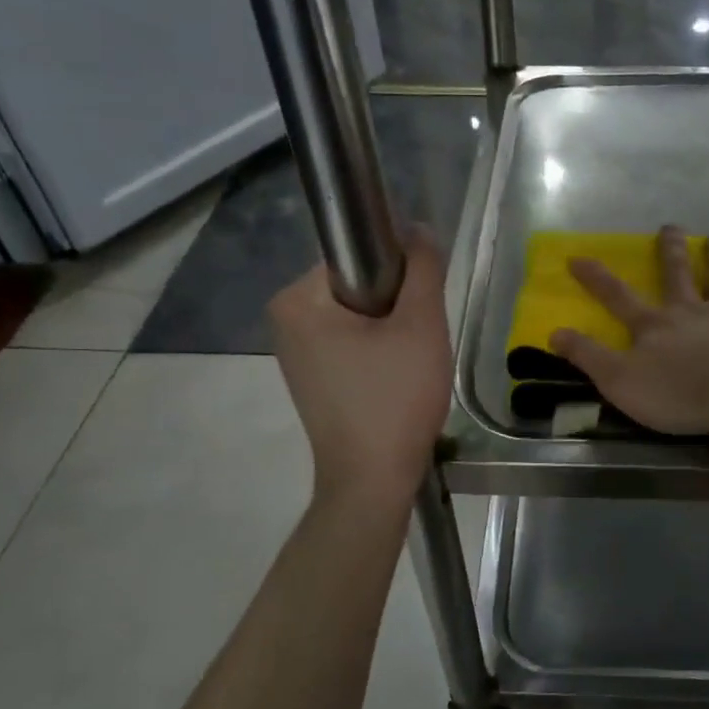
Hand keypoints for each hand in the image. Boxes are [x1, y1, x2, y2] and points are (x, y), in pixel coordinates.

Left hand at [270, 228, 451, 502]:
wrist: (372, 480)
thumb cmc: (395, 399)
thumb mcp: (420, 326)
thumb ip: (422, 267)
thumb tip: (416, 228)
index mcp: (298, 299)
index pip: (359, 255)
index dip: (400, 272)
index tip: (421, 307)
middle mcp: (285, 319)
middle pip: (359, 285)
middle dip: (396, 305)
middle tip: (418, 341)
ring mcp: (295, 351)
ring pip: (359, 315)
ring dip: (390, 329)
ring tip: (409, 364)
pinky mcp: (310, 377)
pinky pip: (350, 342)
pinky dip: (377, 351)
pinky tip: (394, 379)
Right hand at [547, 226, 708, 435]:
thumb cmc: (675, 395)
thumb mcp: (618, 381)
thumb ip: (587, 356)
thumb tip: (554, 332)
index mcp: (654, 325)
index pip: (617, 296)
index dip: (596, 277)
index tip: (577, 256)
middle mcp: (689, 311)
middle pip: (677, 274)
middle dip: (670, 251)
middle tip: (670, 226)